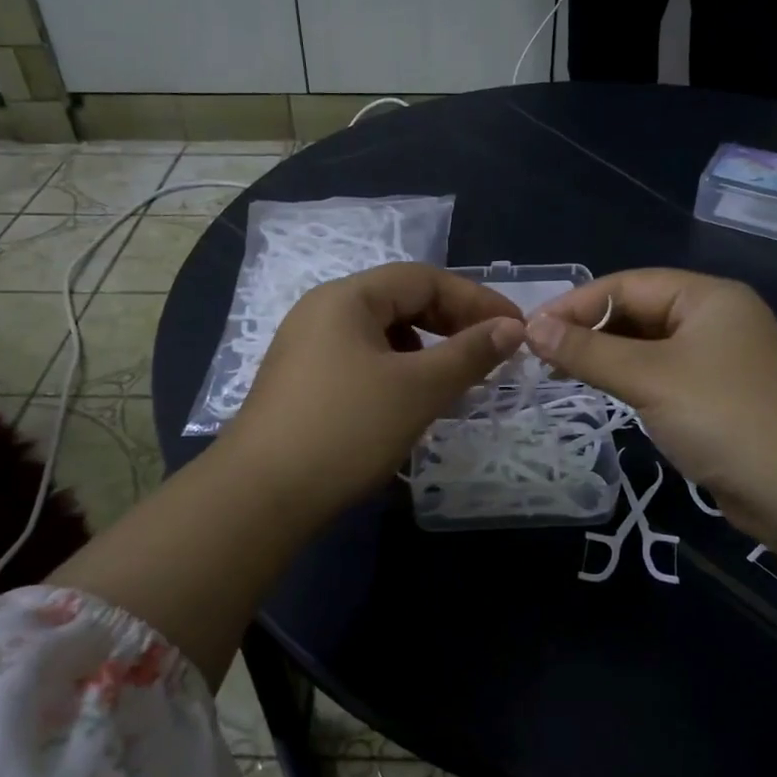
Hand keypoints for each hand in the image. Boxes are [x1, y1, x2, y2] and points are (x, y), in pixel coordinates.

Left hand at [220, 263, 525, 519]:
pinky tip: (411, 401)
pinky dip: (398, 371)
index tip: (515, 328)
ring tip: (456, 379)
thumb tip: (513, 327)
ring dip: (427, 349)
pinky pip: (363, 360)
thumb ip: (470, 353)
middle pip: (401, 301)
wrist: (260, 497)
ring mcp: (307, 348)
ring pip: (383, 334)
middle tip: (491, 353)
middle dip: (452, 323)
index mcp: (347, 298)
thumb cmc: (346, 430)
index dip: (475, 300)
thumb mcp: (418, 388)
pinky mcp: (303, 383)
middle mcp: (323, 311)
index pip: (424, 279)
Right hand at [523, 269, 776, 532]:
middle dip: (590, 329)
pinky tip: (604, 391)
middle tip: (542, 355)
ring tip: (562, 373)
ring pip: (648, 344)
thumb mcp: (649, 378)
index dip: (576, 304)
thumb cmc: (724, 418)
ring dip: (606, 355)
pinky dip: (630, 377)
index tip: (531, 330)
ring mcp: (720, 357)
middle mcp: (716, 317)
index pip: (627, 284)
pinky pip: (663, 372)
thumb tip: (531, 327)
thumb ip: (588, 351)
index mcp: (707, 296)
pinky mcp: (719, 394)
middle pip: (638, 311)